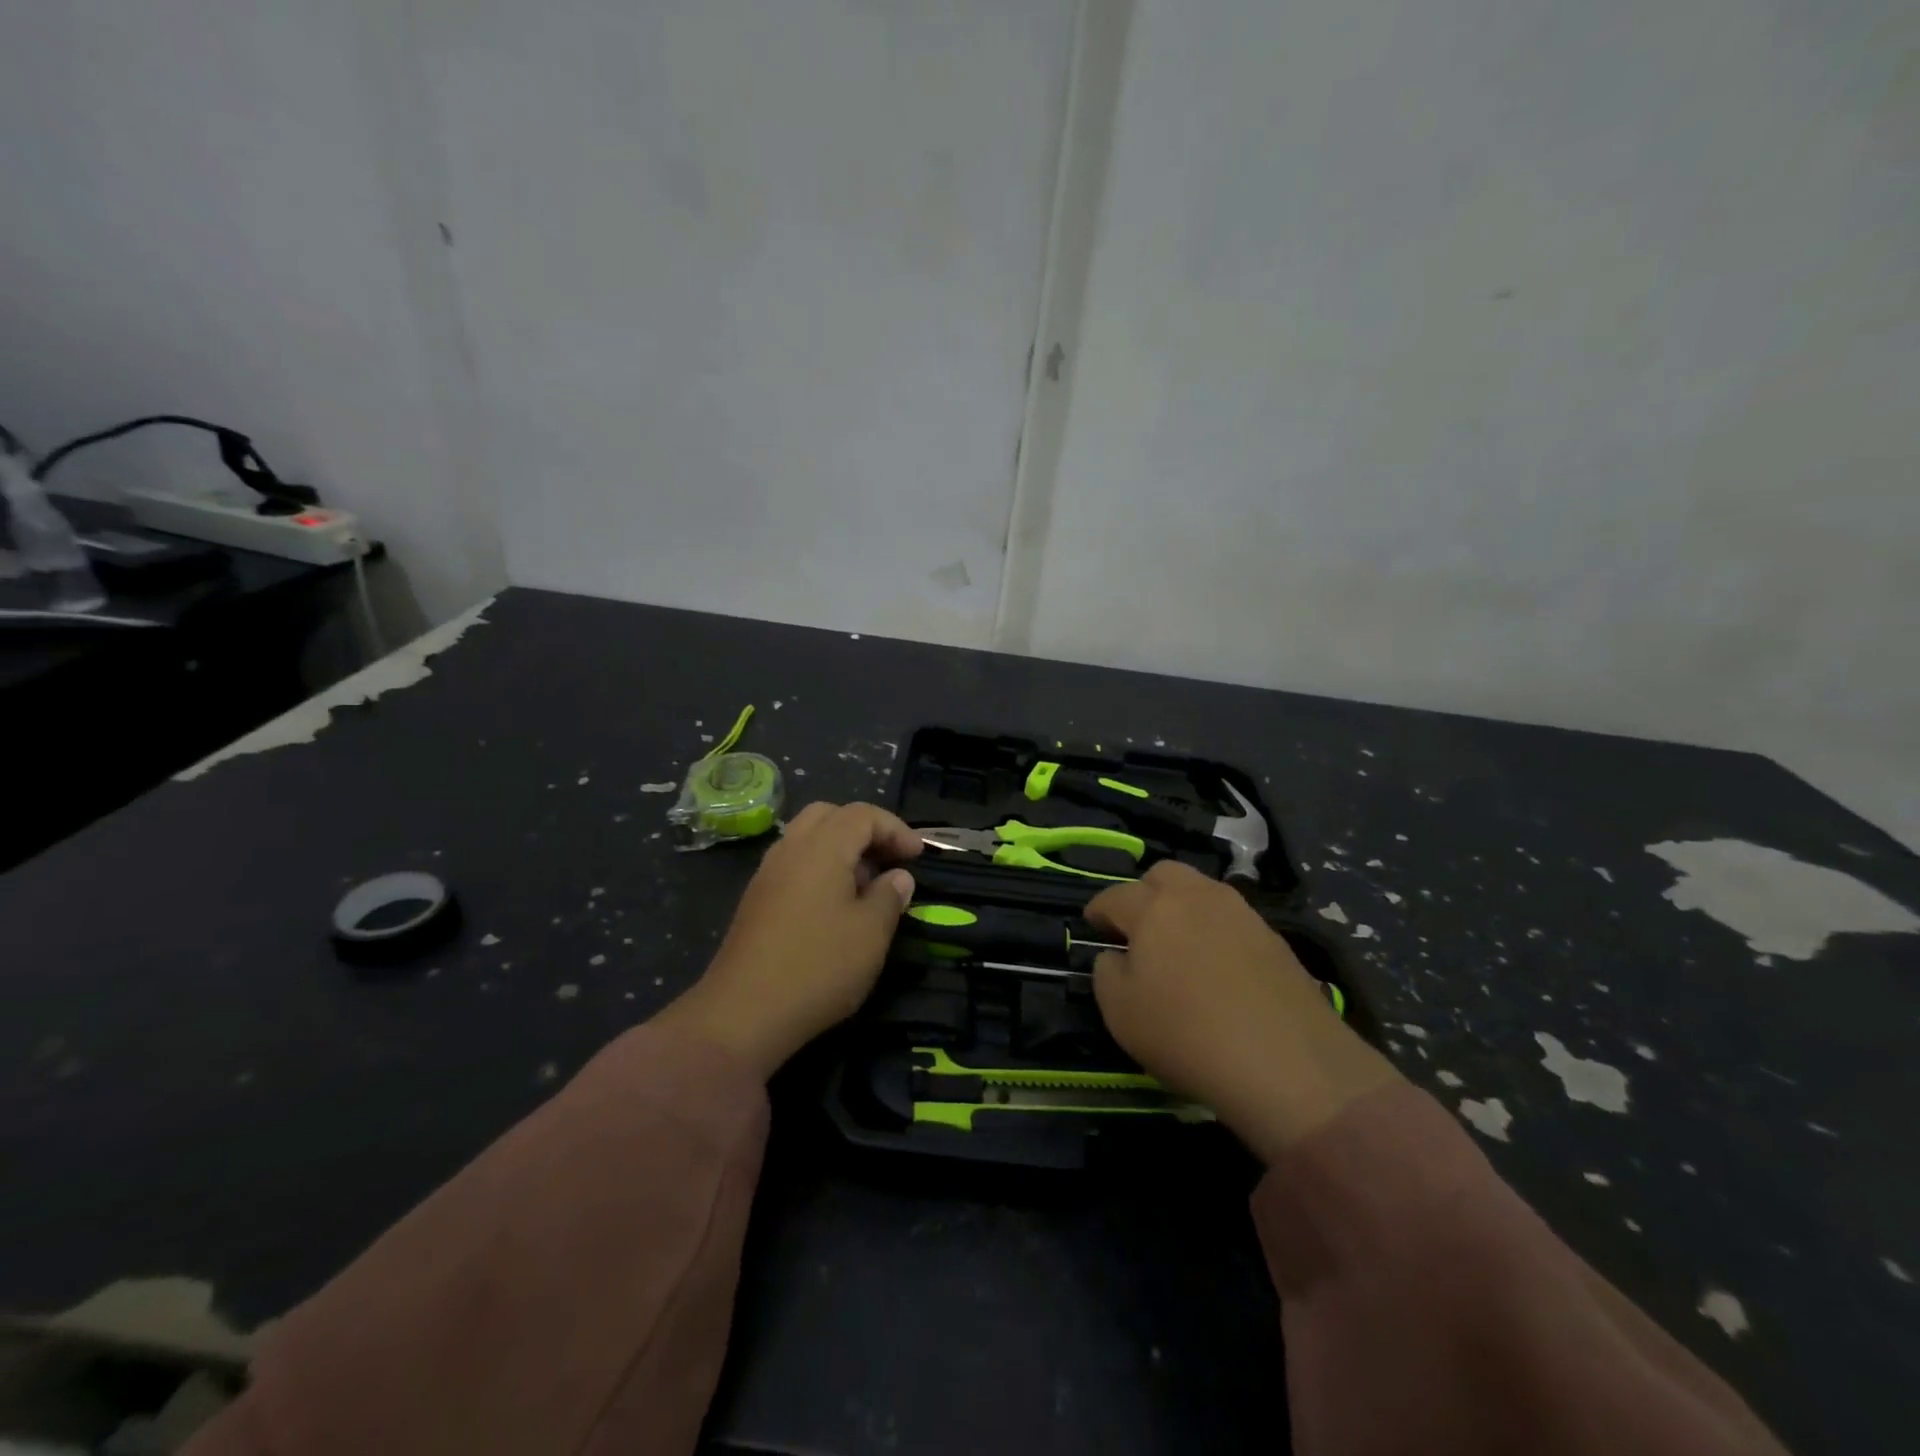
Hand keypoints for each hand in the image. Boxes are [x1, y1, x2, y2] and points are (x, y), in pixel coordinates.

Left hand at [655, 801, 921, 1077]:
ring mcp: (767, 874)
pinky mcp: (756, 901)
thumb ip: (889, 896)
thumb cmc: (818, 966)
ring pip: (807, 838)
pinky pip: (794, 864)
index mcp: (821, 847)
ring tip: (866, 885)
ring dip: (841, 849)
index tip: (917, 857)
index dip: (895, 829)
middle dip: (864, 830)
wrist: (743, 1013)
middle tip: (889, 860)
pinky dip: (820, 868)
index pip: (862, 814)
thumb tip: (898, 877)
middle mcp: (790, 849)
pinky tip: (835, 907)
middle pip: (829, 815)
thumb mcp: (871, 933)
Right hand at [1086, 861, 1400, 1163]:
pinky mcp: (1275, 938)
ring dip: (1183, 909)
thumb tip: (1117, 956)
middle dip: (1144, 894)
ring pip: (1202, 893)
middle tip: (1139, 930)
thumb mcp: (1120, 1013)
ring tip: (1180, 948)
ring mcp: (1241, 913)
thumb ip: (1106, 972)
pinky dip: (1216, 932)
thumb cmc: (1187, 1034)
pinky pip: (1232, 920)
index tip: (1093, 925)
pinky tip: (1218, 969)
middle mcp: (1197, 896)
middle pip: (1164, 875)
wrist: (1288, 1064)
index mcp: (1153, 907)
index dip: (1098, 910)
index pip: (1114, 896)